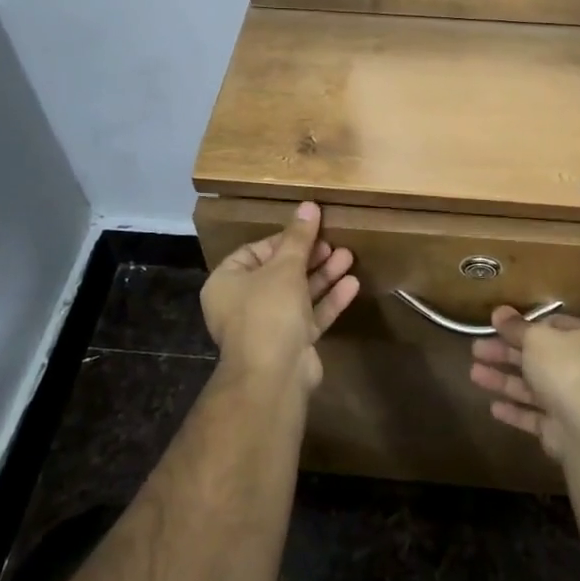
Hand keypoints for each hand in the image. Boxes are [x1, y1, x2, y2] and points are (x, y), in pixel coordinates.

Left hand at [201, 203, 359, 391]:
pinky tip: (352, 284)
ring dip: (323, 276)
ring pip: (298, 294)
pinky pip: (310, 315)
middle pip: (279, 272)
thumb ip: (299, 237)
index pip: (254, 251)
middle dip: (309, 257)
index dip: (283, 239)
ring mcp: (268, 325)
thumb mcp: (285, 267)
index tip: (309, 230)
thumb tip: (309, 205)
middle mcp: (243, 303)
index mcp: (227, 282)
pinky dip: (328, 300)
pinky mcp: (291, 343)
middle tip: (333, 242)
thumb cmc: (269, 311)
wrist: (274, 375)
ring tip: (349, 256)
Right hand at [468, 307, 579, 461]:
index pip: (553, 325)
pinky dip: (515, 410)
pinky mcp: (562, 427)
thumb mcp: (537, 339)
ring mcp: (574, 399)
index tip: (497, 325)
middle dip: (505, 353)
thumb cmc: (566, 370)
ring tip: (473, 374)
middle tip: (476, 349)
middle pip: (538, 356)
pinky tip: (493, 407)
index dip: (524, 325)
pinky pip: (534, 414)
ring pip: (533, 386)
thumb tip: (499, 311)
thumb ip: (516, 326)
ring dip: (503, 380)